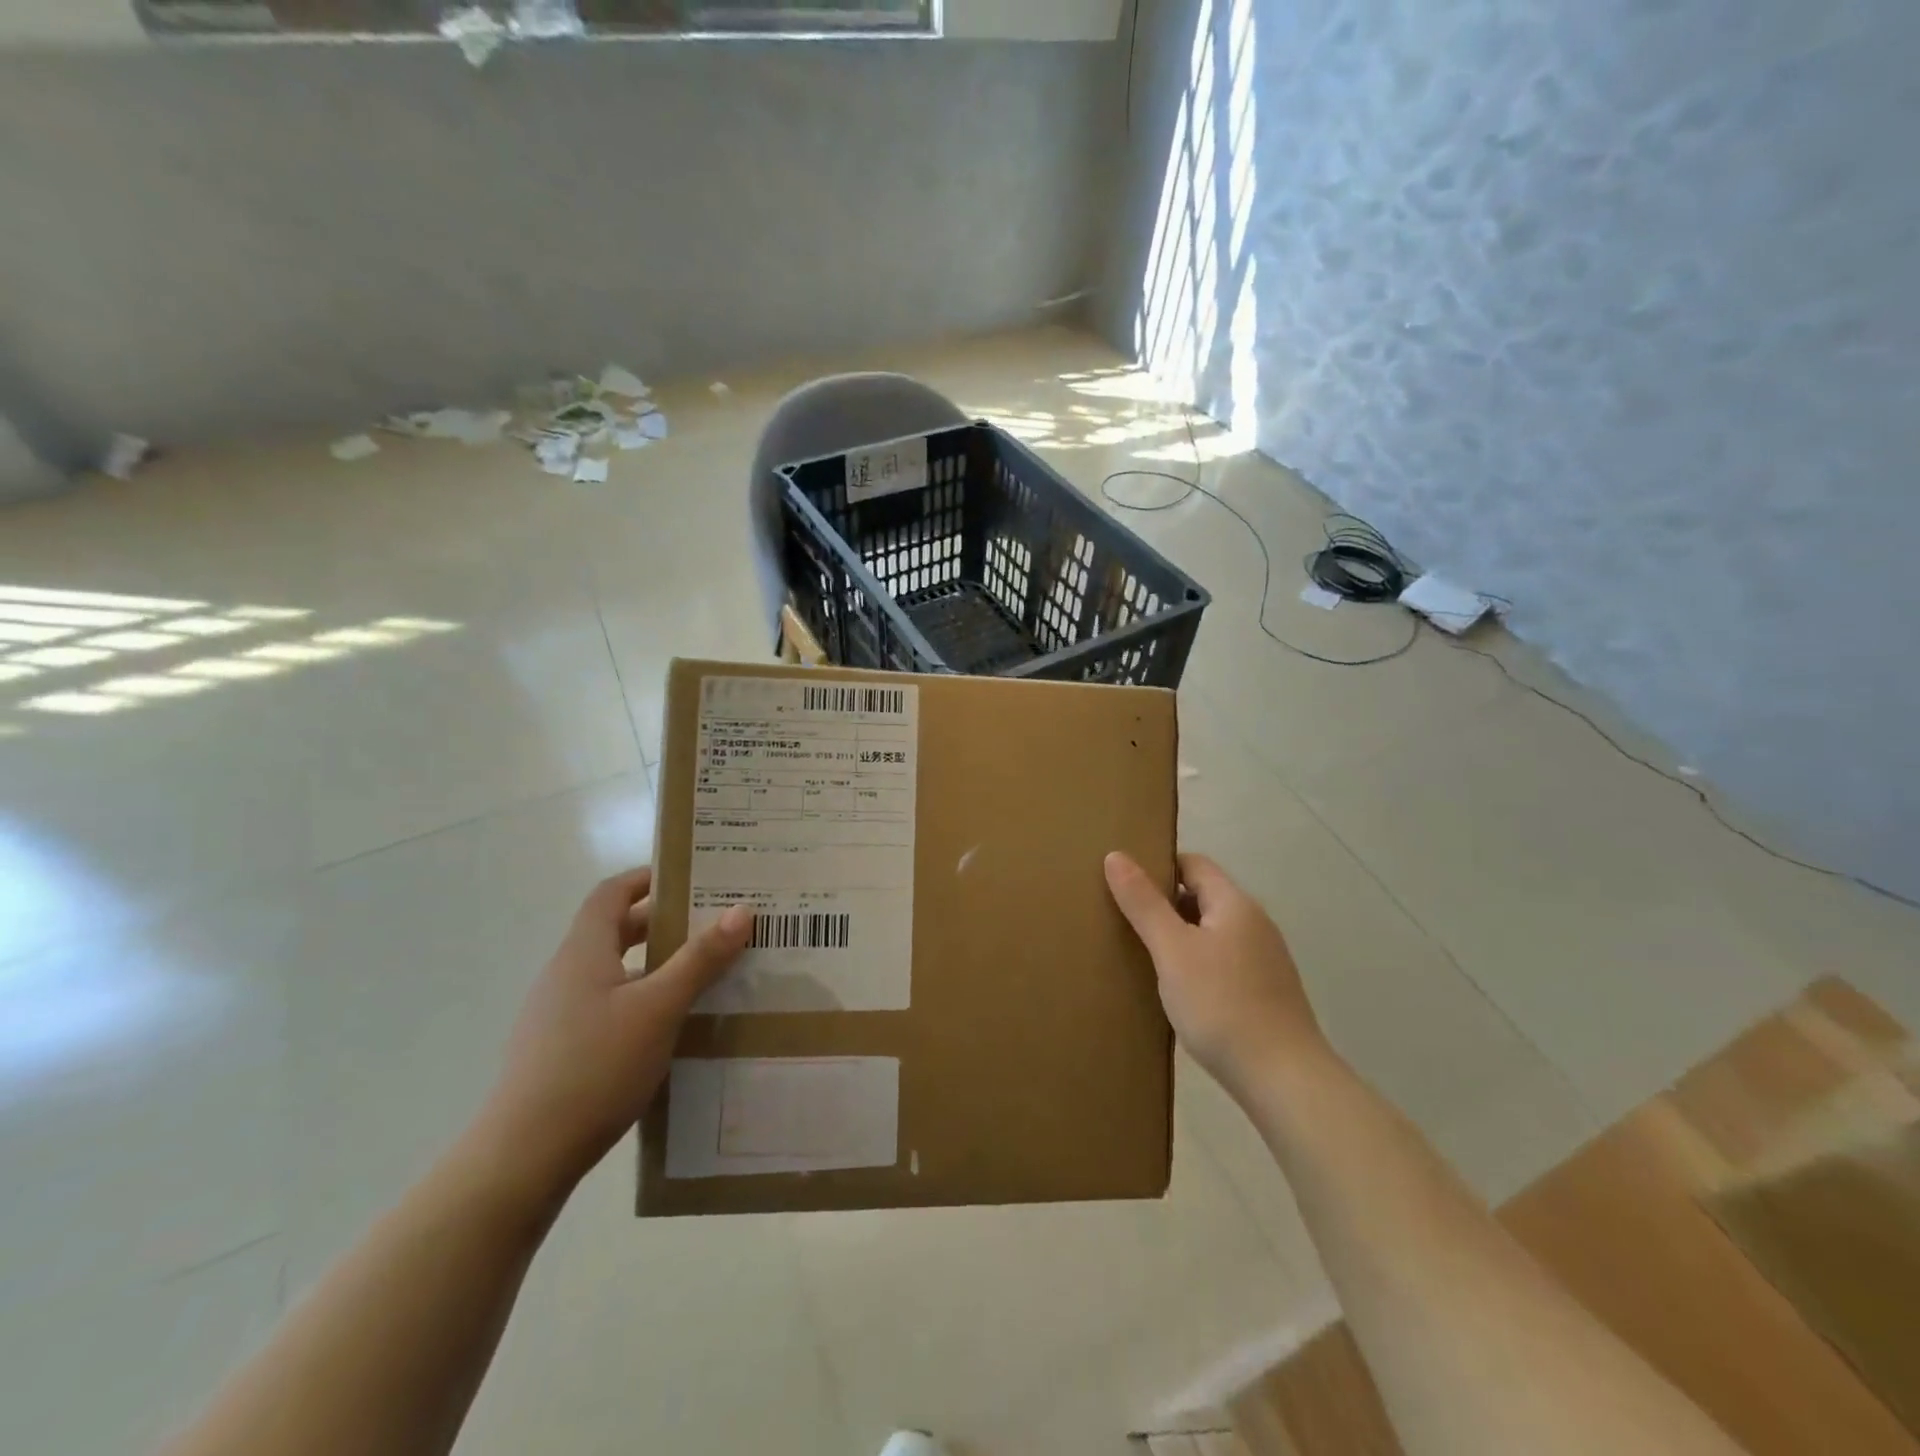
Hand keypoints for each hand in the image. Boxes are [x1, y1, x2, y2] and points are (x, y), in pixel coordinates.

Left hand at [472, 868, 751, 1202]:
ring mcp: (558, 1015)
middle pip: (614, 931)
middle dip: (661, 922)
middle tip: (710, 924)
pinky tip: (669, 1027)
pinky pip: (607, 1006)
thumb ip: (700, 959)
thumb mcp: (658, 1008)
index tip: (689, 877)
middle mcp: (566, 975)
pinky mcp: (560, 1050)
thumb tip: (742, 910)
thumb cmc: (594, 1067)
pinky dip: (640, 1000)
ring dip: (654, 964)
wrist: (523, 1158)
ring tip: (701, 974)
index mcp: (584, 952)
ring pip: (613, 972)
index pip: (611, 894)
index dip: (646, 879)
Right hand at [1104, 852, 1322, 1093]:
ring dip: (1179, 937)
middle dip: (1164, 904)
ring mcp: (1264, 959)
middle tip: (1124, 920)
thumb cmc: (1222, 1005)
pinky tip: (1177, 991)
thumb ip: (1143, 903)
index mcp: (1235, 904)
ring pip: (1211, 932)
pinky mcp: (1266, 992)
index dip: (1158, 866)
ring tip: (1142, 956)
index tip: (1124, 884)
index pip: (1193, 863)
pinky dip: (1196, 964)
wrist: (1284, 1080)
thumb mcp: (1172, 950)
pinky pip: (1222, 962)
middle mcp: (1255, 924)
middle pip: (1203, 896)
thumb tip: (1115, 855)